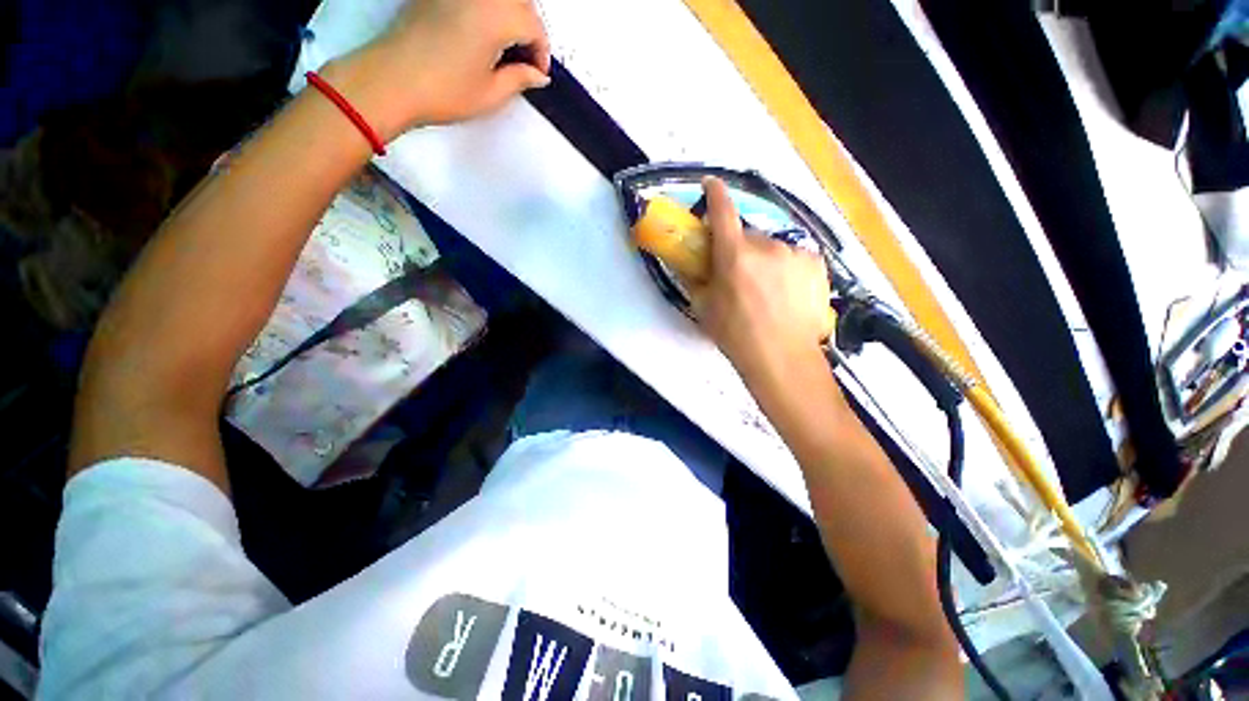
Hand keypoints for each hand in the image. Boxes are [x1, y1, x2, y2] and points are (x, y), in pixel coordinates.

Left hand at [323, 0, 551, 140]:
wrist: (392, 80)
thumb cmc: (441, 90)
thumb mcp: (491, 94)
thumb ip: (520, 79)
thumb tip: (537, 75)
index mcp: (498, 15)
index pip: (535, 27)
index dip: (541, 52)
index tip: (538, 73)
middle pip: (520, 3)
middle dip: (529, 30)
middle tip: (526, 61)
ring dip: (509, 17)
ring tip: (506, 47)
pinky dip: (487, 11)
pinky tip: (483, 33)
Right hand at [692, 177, 831, 385]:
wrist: (782, 358)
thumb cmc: (736, 335)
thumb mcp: (704, 308)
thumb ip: (696, 279)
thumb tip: (691, 262)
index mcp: (734, 255)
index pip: (722, 211)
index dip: (714, 193)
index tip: (710, 185)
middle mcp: (767, 245)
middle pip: (748, 235)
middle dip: (740, 248)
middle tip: (738, 275)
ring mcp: (795, 253)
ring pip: (772, 247)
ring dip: (764, 260)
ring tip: (765, 290)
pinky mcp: (816, 263)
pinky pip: (793, 257)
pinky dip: (785, 268)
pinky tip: (786, 292)